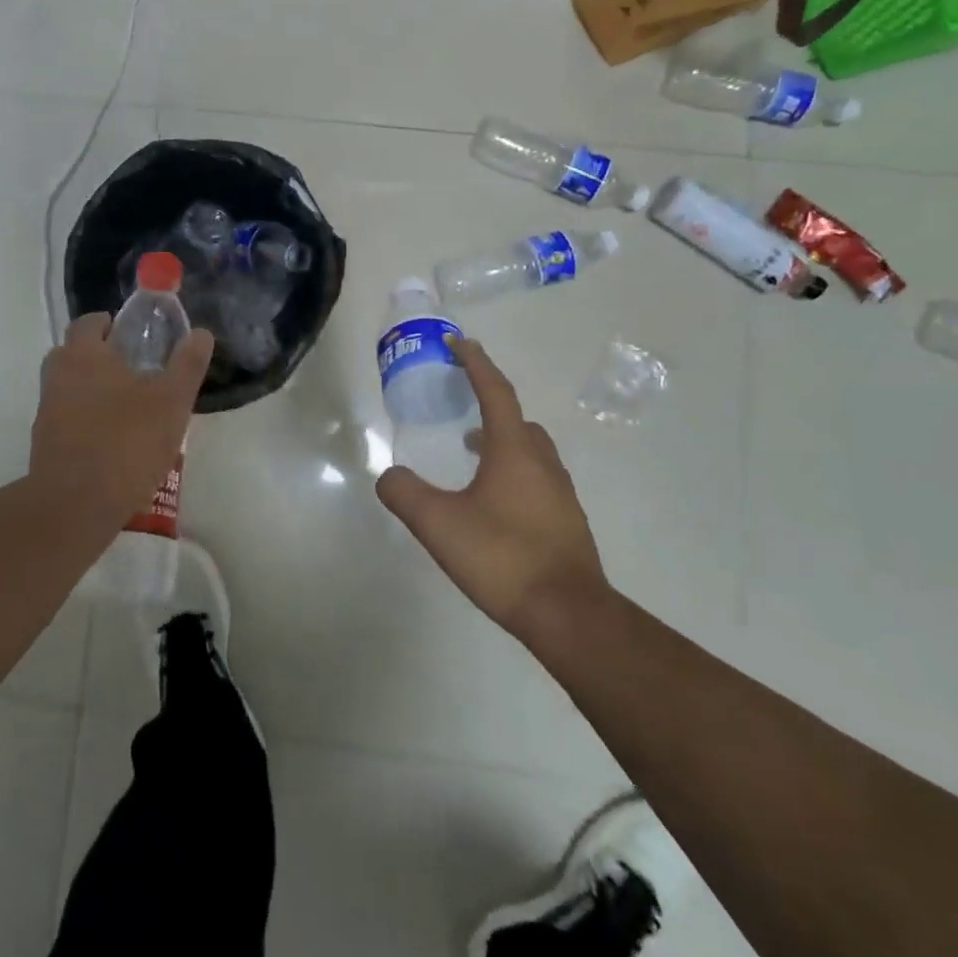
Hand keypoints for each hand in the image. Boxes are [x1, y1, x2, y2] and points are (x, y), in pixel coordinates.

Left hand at [31, 314, 213, 528]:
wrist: (75, 505)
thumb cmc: (127, 443)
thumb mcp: (171, 402)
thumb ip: (187, 365)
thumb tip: (201, 334)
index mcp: (84, 354)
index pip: (90, 323)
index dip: (111, 325)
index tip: (134, 338)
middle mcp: (58, 375)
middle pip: (75, 353)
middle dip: (101, 357)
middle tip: (135, 372)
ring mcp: (46, 410)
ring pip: (70, 387)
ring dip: (93, 390)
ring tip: (129, 409)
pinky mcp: (44, 442)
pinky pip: (67, 418)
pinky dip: (85, 420)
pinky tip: (113, 440)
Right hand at [376, 337, 608, 635]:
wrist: (569, 615)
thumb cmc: (503, 557)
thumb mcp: (438, 524)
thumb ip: (405, 493)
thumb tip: (388, 476)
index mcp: (514, 450)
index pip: (494, 391)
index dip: (474, 363)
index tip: (458, 341)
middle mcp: (542, 462)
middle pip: (517, 419)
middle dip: (489, 404)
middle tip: (462, 404)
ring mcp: (560, 493)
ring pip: (529, 450)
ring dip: (501, 440)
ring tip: (471, 453)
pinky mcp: (566, 521)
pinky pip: (536, 477)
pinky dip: (513, 470)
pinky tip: (493, 501)